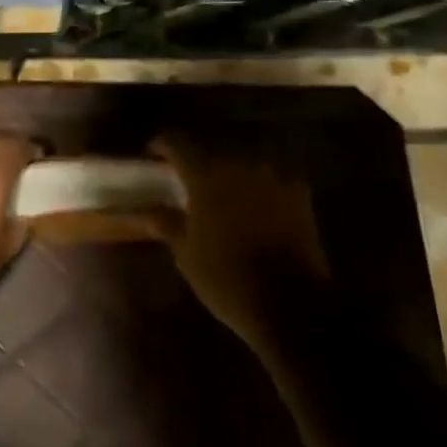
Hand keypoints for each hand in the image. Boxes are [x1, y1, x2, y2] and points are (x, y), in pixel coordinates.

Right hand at [151, 132, 327, 346]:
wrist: (291, 303)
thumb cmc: (227, 278)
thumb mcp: (185, 254)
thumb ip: (166, 222)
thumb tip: (147, 209)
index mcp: (205, 174)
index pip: (176, 143)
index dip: (161, 146)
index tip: (153, 157)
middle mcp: (239, 164)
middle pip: (211, 151)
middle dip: (197, 163)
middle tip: (187, 183)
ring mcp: (272, 176)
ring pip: (242, 163)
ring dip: (229, 174)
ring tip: (222, 195)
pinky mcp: (299, 193)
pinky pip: (271, 179)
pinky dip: (259, 187)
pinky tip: (255, 205)